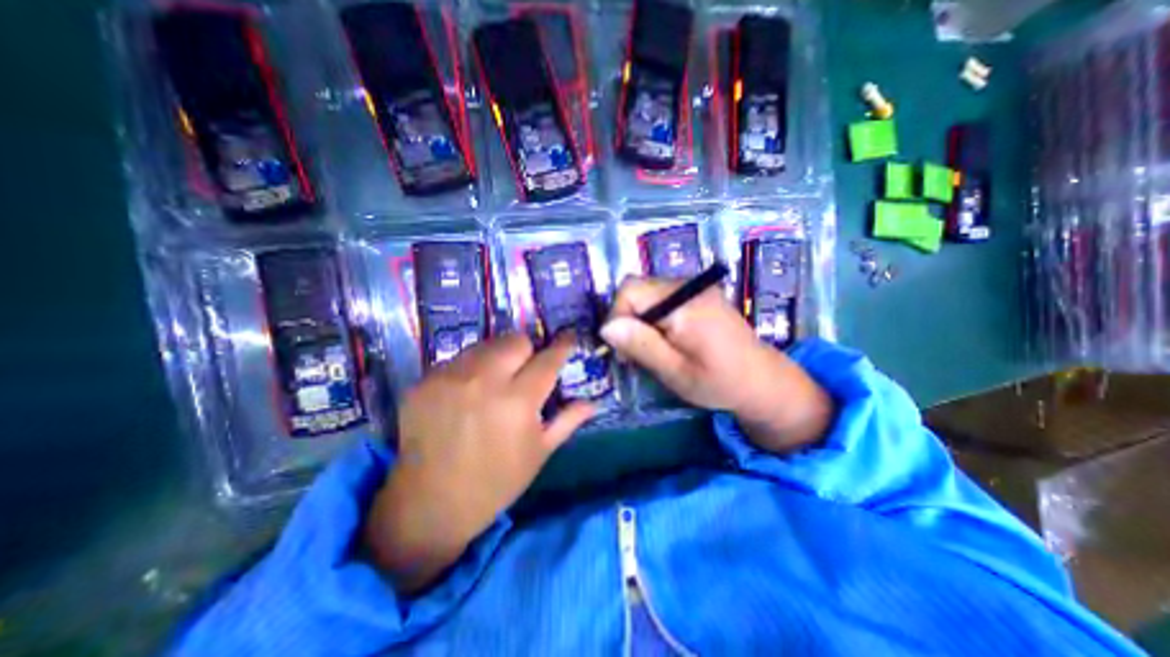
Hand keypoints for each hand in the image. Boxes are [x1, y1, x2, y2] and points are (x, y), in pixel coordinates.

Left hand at [363, 332, 595, 594]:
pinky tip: (466, 394)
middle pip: (515, 340)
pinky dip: (470, 369)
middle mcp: (484, 381)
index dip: (562, 345)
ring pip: (485, 344)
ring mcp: (450, 377)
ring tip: (494, 381)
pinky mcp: (425, 380)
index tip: (568, 337)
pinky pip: (458, 359)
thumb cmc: (495, 481)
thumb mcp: (539, 453)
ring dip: (498, 357)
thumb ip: (567, 421)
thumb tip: (592, 402)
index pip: (548, 359)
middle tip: (524, 369)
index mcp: (518, 402)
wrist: (429, 504)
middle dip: (527, 350)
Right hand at [604, 277, 830, 455]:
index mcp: (684, 303)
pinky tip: (665, 339)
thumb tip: (606, 326)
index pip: (630, 289)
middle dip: (628, 319)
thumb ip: (641, 345)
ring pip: (648, 293)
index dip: (617, 315)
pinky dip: (655, 317)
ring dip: (641, 320)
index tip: (623, 348)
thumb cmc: (719, 383)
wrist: (763, 380)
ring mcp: (696, 287)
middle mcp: (689, 286)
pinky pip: (662, 297)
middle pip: (638, 288)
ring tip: (652, 349)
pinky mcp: (699, 294)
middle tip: (636, 353)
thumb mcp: (675, 372)